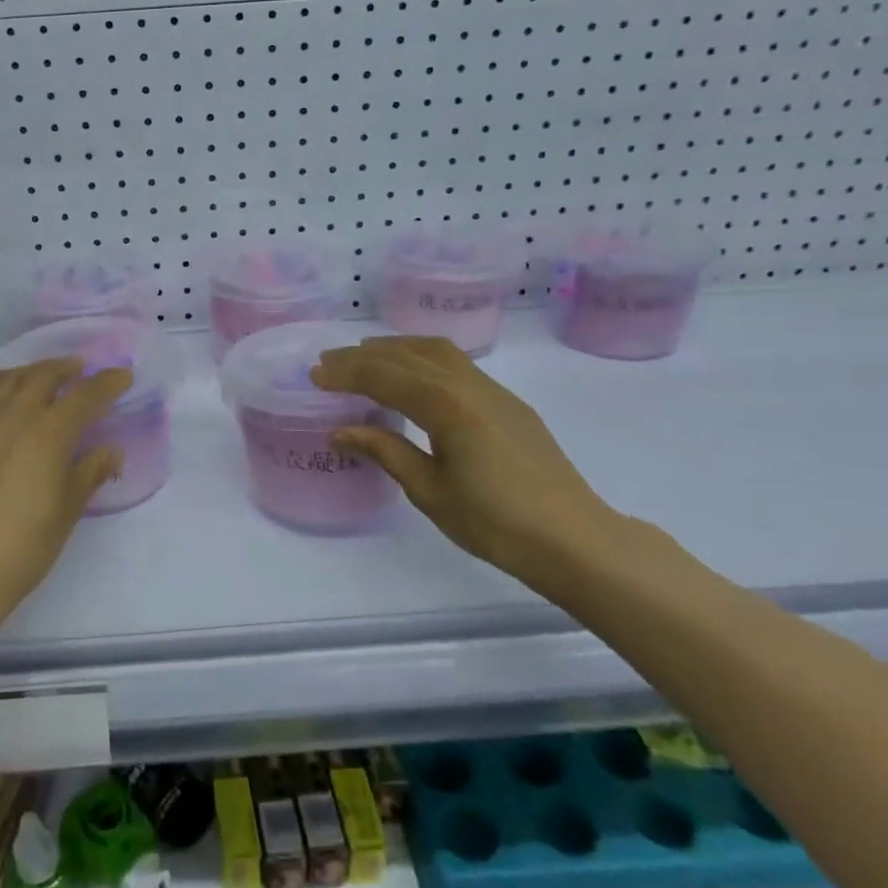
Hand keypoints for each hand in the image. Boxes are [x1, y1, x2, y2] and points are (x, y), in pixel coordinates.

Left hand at [0, 358, 131, 635]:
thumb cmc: (23, 545)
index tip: (123, 376)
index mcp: (49, 430)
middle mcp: (12, 414)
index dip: (108, 382)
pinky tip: (0, 410)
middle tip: (80, 370)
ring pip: (5, 381)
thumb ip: (91, 472)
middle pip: (43, 375)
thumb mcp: (68, 510)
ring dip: (30, 373)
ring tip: (40, 378)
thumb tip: (110, 452)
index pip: (86, 395)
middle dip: (66, 368)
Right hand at [310, 336, 624, 586]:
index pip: (384, 377)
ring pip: (436, 351)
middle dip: (364, 355)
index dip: (346, 373)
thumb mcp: (430, 491)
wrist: (573, 539)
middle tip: (329, 361)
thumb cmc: (495, 523)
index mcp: (447, 406)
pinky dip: (423, 358)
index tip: (314, 375)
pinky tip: (413, 376)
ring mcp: (493, 390)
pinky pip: (457, 364)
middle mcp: (469, 386)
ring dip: (396, 348)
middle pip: (407, 355)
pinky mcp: (508, 403)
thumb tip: (341, 432)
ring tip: (366, 357)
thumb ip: (386, 452)